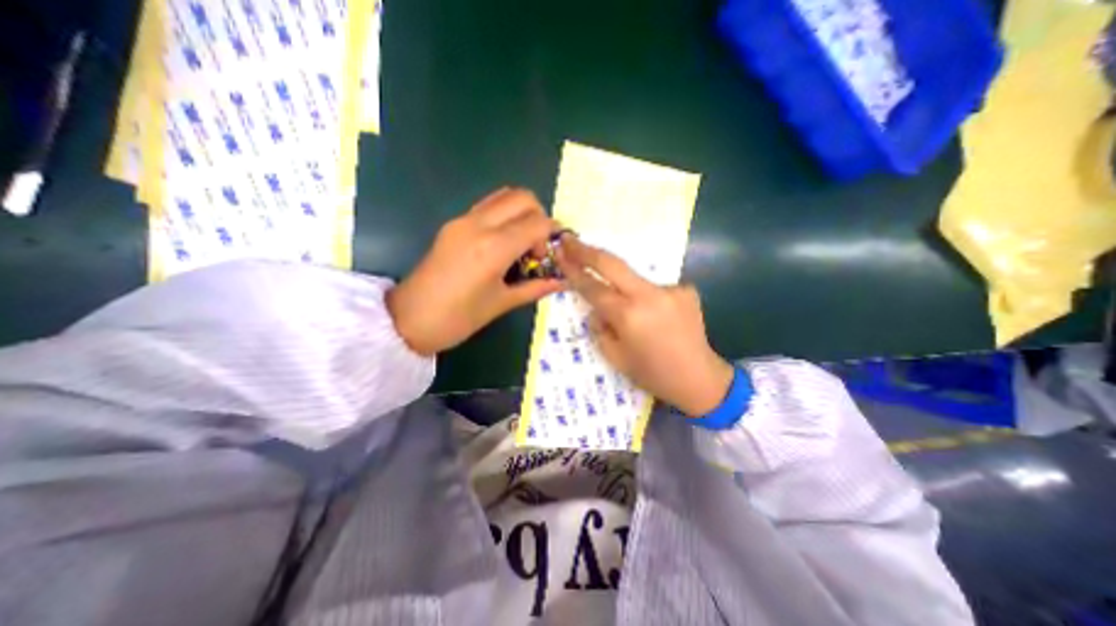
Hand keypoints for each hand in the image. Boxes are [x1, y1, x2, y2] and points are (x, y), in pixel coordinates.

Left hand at [389, 185, 561, 355]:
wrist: (408, 319)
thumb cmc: (458, 318)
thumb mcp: (502, 304)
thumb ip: (535, 287)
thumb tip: (561, 281)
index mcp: (494, 247)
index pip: (538, 223)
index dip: (552, 236)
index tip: (549, 256)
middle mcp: (479, 224)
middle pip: (523, 198)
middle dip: (539, 217)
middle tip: (535, 247)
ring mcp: (463, 220)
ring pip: (504, 196)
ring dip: (521, 213)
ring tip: (521, 244)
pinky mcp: (453, 223)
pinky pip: (488, 206)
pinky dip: (505, 215)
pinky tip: (503, 244)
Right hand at [555, 235, 732, 416]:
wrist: (699, 378)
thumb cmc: (652, 374)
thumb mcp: (615, 357)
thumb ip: (599, 327)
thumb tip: (598, 308)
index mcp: (628, 316)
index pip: (593, 287)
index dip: (574, 270)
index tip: (560, 254)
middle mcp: (649, 295)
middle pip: (612, 263)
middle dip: (587, 251)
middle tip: (570, 241)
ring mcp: (670, 289)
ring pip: (634, 279)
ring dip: (624, 289)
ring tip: (638, 320)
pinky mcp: (686, 289)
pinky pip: (655, 289)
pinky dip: (648, 300)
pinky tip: (659, 320)